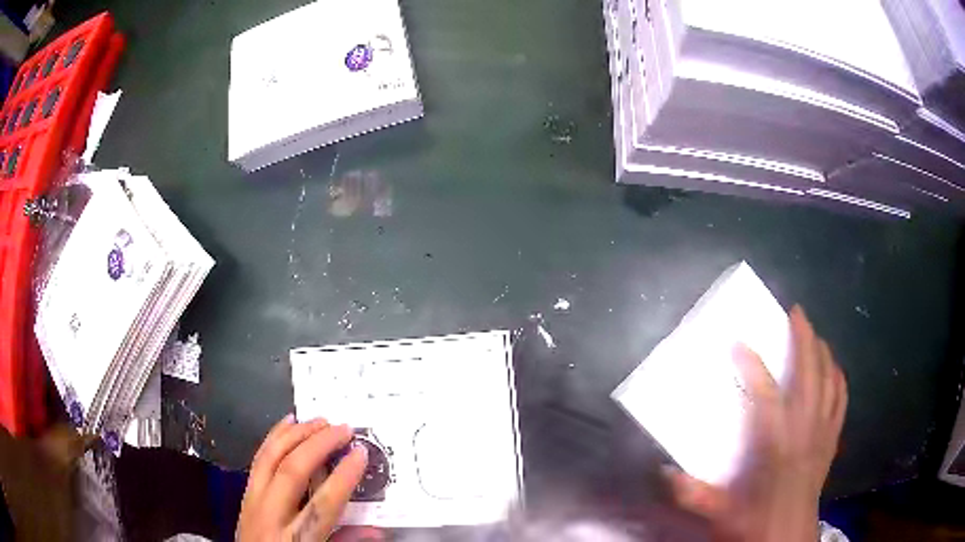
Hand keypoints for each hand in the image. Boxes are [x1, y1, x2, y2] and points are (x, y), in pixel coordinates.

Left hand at [236, 415, 374, 540]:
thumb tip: (377, 530)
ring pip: (271, 458)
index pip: (323, 504)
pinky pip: (258, 459)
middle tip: (343, 429)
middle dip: (319, 445)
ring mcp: (253, 501)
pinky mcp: (245, 494)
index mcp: (296, 539)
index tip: (360, 454)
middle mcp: (271, 516)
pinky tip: (287, 422)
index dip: (344, 477)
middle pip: (292, 472)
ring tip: (320, 420)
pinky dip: (274, 437)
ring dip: (297, 435)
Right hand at [665, 305, 847, 541]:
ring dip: (822, 351)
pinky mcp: (832, 439)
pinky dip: (838, 377)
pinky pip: (841, 397)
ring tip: (814, 333)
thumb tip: (661, 472)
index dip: (752, 365)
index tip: (738, 342)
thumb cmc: (755, 523)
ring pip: (829, 379)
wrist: (789, 537)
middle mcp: (803, 429)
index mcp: (775, 444)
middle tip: (796, 312)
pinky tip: (834, 367)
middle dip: (803, 338)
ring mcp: (822, 431)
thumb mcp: (719, 513)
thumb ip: (691, 493)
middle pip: (808, 372)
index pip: (765, 394)